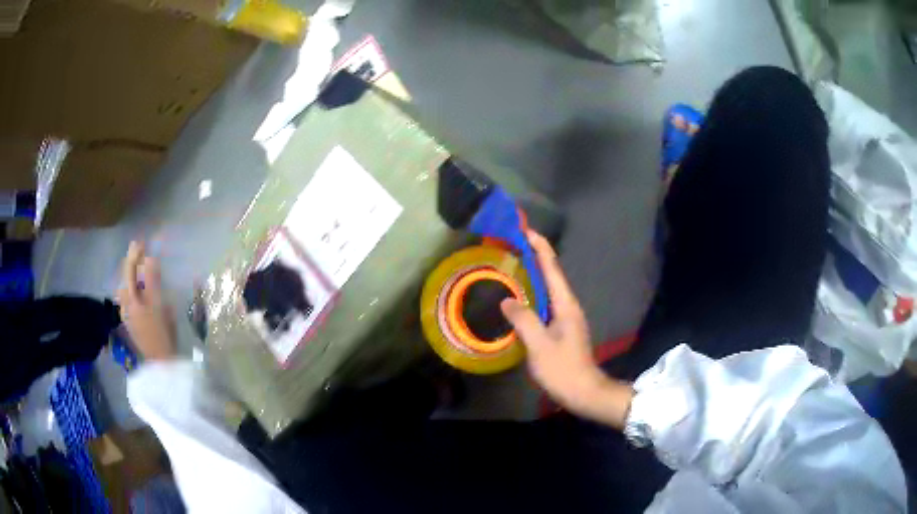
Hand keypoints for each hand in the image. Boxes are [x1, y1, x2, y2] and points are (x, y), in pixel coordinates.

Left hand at [117, 241, 177, 361]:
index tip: (143, 241)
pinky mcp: (133, 322)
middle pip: (125, 278)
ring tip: (141, 269)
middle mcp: (125, 304)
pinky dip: (135, 288)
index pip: (129, 269)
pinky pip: (130, 298)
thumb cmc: (161, 332)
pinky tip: (141, 291)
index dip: (135, 253)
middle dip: (132, 263)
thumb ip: (152, 280)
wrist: (161, 363)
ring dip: (133, 276)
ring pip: (127, 288)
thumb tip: (149, 257)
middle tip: (141, 251)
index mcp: (129, 298)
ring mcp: (128, 314)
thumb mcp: (159, 303)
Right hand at [501, 232, 633, 428]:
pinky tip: (521, 297)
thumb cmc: (563, 369)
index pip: (552, 268)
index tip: (525, 230)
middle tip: (513, 243)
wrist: (584, 391)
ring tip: (514, 263)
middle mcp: (568, 305)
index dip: (540, 247)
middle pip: (551, 273)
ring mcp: (567, 317)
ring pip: (549, 288)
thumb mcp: (539, 345)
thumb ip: (523, 320)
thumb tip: (507, 299)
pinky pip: (546, 302)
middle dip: (535, 255)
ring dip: (534, 273)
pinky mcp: (562, 328)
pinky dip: (534, 292)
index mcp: (565, 304)